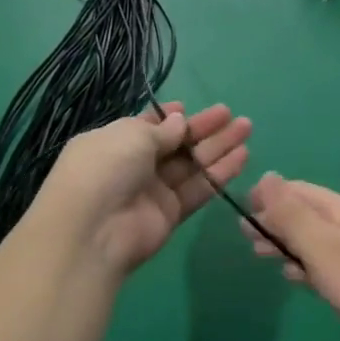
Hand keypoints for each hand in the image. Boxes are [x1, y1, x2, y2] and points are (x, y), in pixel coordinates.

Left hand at [34, 103, 250, 276]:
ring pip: (191, 165)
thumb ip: (162, 130)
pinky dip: (219, 174)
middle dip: (203, 128)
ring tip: (247, 128)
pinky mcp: (170, 215)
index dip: (169, 118)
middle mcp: (133, 166)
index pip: (146, 127)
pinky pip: (198, 190)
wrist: (92, 231)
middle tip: (232, 115)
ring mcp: (152, 191)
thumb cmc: (106, 168)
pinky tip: (242, 157)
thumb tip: (180, 120)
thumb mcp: (131, 136)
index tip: (190, 108)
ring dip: (218, 147)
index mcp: (114, 142)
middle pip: (175, 144)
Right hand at [245, 174, 339, 340]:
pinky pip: (329, 264)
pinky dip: (307, 266)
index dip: (268, 197)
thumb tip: (266, 175)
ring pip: (317, 240)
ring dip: (288, 244)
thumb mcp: (324, 248)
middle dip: (275, 221)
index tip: (239, 210)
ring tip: (262, 256)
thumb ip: (293, 215)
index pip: (297, 191)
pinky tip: (297, 279)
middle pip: (307, 214)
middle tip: (244, 237)